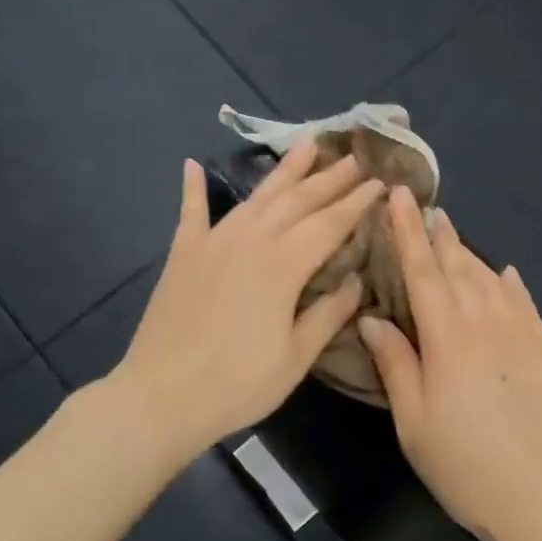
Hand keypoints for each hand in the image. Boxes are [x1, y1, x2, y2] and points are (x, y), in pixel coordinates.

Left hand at [115, 142, 384, 458]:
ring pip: (256, 196)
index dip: (357, 202)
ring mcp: (213, 242)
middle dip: (330, 177)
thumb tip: (355, 281)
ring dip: (284, 170)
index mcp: (283, 265)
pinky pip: (191, 212)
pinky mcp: (182, 254)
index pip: (330, 224)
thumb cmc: (237, 384)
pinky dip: (192, 187)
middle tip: (355, 157)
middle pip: (298, 200)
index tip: (380, 182)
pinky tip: (191, 163)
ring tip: (307, 144)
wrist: (161, 397)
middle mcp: (250, 241)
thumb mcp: (296, 357)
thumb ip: (328, 313)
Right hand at [357, 186, 541, 540]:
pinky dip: (511, 284)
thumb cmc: (464, 464)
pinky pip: (526, 304)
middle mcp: (487, 323)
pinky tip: (505, 275)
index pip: (422, 272)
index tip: (399, 196)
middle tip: (429, 209)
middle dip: (440, 236)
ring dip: (470, 256)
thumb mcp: (413, 421)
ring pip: (492, 281)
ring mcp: (524, 335)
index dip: (407, 232)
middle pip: (459, 268)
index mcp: (448, 338)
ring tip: (456, 239)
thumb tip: (372, 318)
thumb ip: (394, 363)